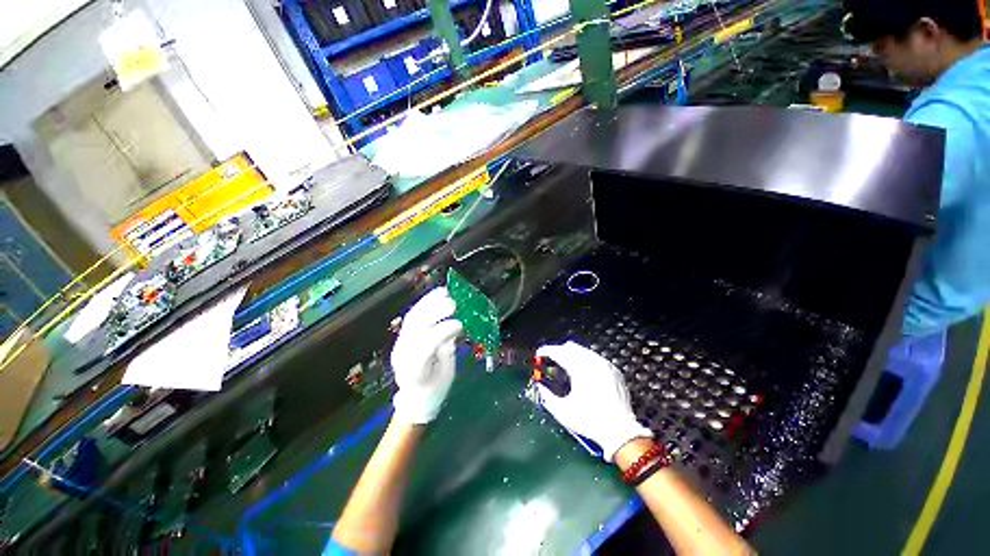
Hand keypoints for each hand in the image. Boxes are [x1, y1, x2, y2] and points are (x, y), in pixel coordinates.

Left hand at [391, 288, 463, 423]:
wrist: (414, 398)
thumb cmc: (434, 390)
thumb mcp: (446, 374)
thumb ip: (448, 349)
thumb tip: (455, 326)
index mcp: (415, 372)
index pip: (424, 348)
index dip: (440, 333)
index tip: (459, 324)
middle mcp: (403, 355)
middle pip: (414, 329)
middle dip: (434, 312)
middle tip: (453, 302)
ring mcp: (401, 343)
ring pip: (412, 318)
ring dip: (430, 302)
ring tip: (446, 292)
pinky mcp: (403, 336)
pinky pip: (413, 315)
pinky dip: (426, 302)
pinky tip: (438, 294)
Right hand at [535, 341, 652, 461]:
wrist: (620, 432)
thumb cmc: (590, 421)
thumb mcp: (562, 411)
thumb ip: (546, 396)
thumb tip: (540, 386)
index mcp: (578, 369)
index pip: (558, 352)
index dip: (546, 351)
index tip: (539, 354)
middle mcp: (592, 362)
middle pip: (571, 347)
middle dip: (559, 351)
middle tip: (551, 359)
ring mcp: (605, 365)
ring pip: (584, 350)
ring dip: (572, 354)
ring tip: (565, 365)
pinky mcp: (614, 371)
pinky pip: (596, 358)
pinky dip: (586, 360)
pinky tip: (583, 371)